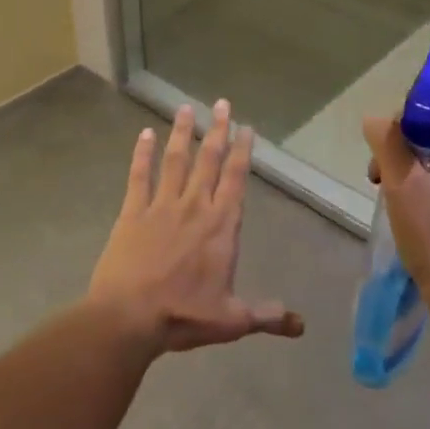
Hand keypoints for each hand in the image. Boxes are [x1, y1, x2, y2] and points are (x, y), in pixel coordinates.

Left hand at [88, 100, 304, 354]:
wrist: (128, 318)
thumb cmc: (183, 316)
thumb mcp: (231, 321)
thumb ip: (266, 316)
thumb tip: (300, 325)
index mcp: (221, 226)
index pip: (236, 179)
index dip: (243, 151)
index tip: (246, 127)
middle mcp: (195, 206)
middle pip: (209, 160)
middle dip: (218, 130)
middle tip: (222, 103)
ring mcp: (162, 205)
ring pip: (176, 160)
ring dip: (182, 133)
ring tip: (186, 108)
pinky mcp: (133, 212)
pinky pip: (139, 176)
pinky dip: (142, 154)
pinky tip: (144, 134)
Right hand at [362, 115, 429, 308]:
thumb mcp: (401, 180)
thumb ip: (386, 141)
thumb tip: (374, 118)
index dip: (401, 131)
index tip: (383, 158)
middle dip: (400, 156)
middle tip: (379, 181)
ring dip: (408, 177)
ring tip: (391, 202)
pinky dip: (423, 196)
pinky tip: (409, 217)